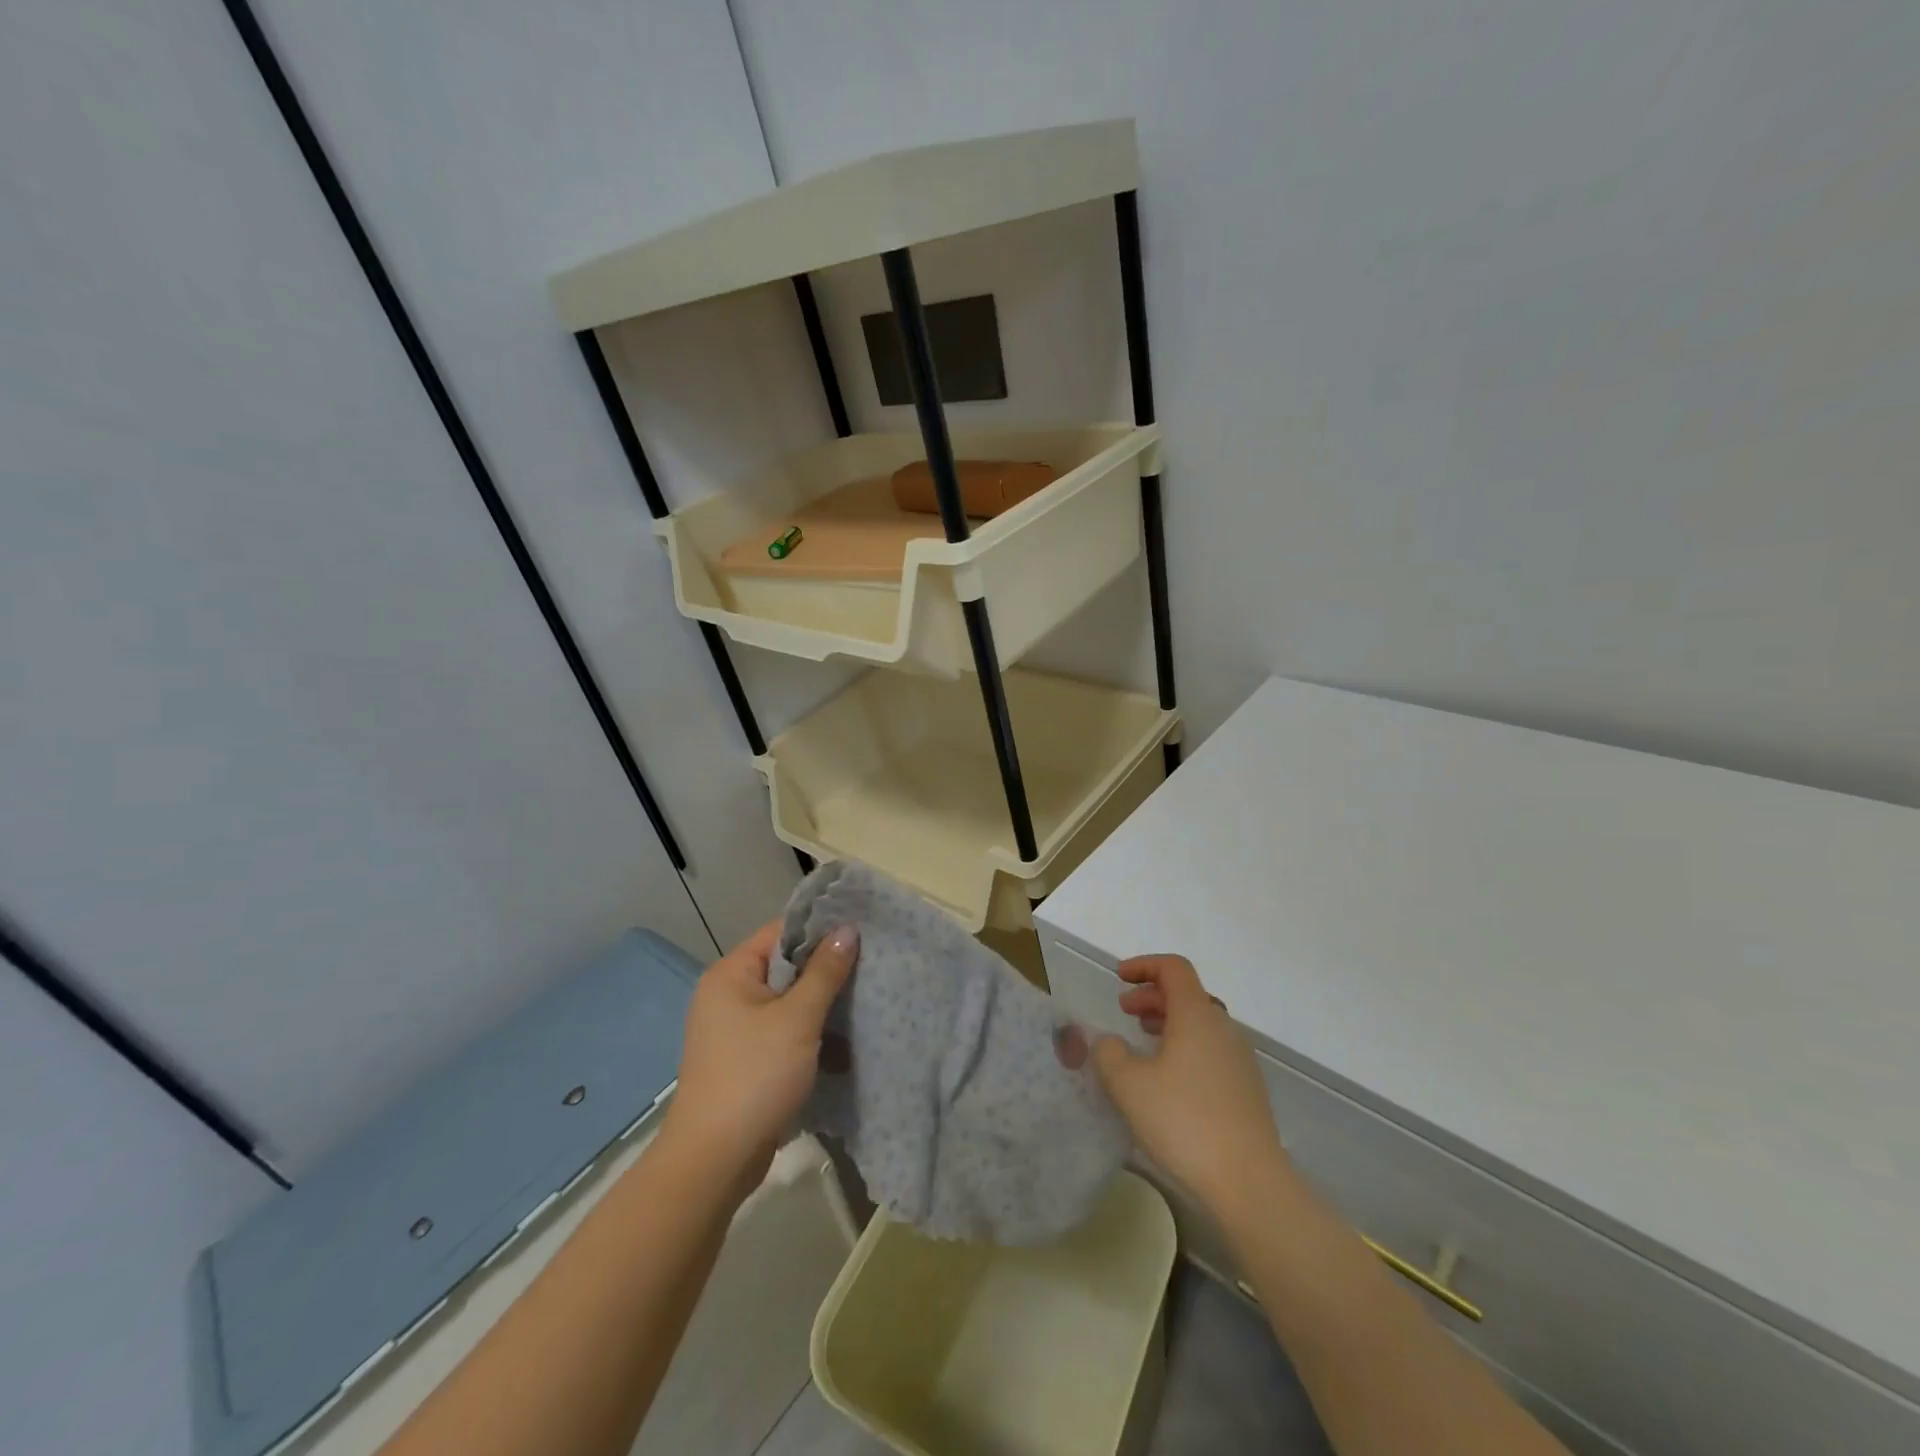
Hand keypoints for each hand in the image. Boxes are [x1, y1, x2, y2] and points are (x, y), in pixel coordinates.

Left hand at [662, 919, 857, 1195]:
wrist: (714, 1160)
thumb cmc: (754, 1076)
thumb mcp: (797, 1019)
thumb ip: (825, 972)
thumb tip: (848, 929)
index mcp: (731, 974)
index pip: (780, 932)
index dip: (820, 929)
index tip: (861, 930)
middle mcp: (727, 995)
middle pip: (785, 967)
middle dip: (826, 970)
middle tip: (870, 966)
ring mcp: (734, 1030)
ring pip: (788, 1003)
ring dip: (821, 1006)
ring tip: (864, 1000)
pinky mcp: (745, 1060)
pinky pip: (783, 1032)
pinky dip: (809, 1034)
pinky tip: (843, 1040)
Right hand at [1093, 954, 1286, 1221]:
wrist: (1248, 1181)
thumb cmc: (1183, 1121)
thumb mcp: (1128, 1085)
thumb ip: (1109, 1054)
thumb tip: (1109, 1042)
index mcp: (1196, 1015)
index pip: (1173, 968)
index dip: (1144, 965)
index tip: (1119, 978)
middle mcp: (1222, 1027)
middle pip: (1187, 994)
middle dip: (1152, 995)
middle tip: (1124, 1011)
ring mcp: (1240, 1058)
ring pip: (1201, 1023)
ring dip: (1169, 1021)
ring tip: (1143, 1040)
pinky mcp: (1247, 1087)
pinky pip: (1212, 1048)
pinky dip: (1186, 1045)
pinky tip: (1169, 1077)